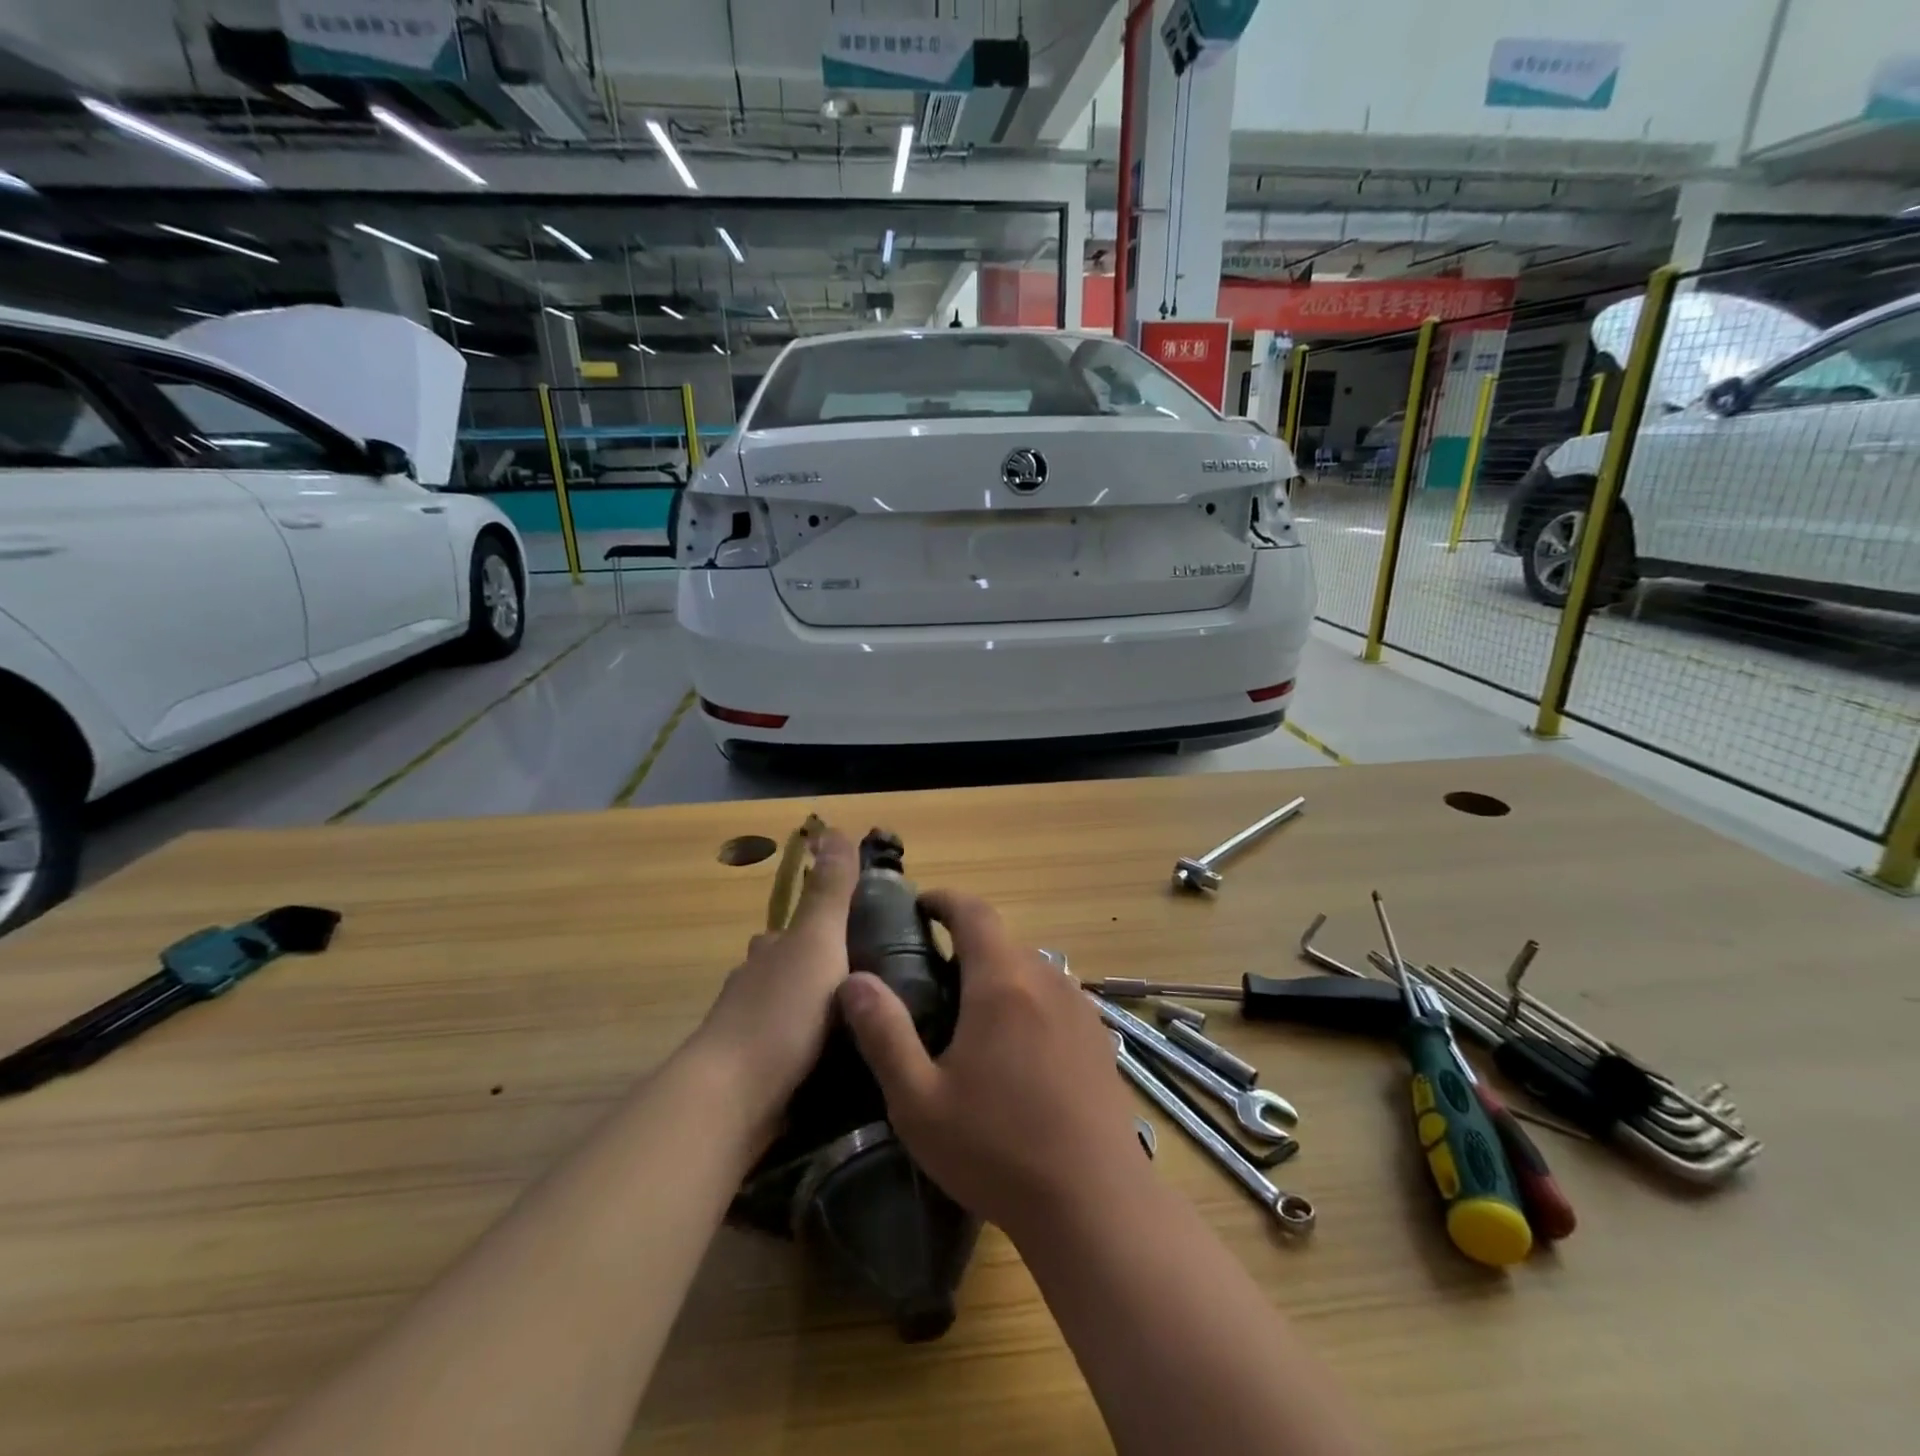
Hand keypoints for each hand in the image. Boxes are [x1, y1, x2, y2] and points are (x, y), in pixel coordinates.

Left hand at [691, 827, 858, 1125]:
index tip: (858, 936)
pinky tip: (832, 1066)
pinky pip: (784, 1053)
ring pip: (784, 1012)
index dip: (821, 927)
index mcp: (770, 953)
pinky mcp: (750, 1078)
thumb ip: (830, 892)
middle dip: (817, 973)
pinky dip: (805, 1052)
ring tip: (859, 1028)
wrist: (731, 1099)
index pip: (793, 929)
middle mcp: (752, 987)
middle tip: (869, 988)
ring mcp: (746, 1035)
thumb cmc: (781, 1012)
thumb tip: (832, 827)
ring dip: (812, 1014)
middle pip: (785, 970)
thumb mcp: (818, 942)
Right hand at [836, 890, 1146, 1240]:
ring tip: (972, 1018)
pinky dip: (1028, 1003)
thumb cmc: (997, 1150)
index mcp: (1001, 983)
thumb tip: (854, 980)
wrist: (1095, 1203)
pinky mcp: (1098, 1038)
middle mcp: (1045, 980)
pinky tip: (1018, 1052)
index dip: (945, 900)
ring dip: (999, 977)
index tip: (921, 905)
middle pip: (1002, 942)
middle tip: (933, 979)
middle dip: (967, 947)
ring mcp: (1079, 1008)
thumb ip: (884, 1033)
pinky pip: (1055, 999)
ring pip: (1031, 971)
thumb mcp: (919, 1101)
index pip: (974, 913)